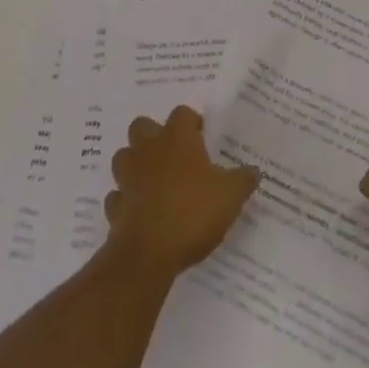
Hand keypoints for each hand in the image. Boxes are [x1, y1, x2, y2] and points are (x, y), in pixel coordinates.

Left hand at [103, 106, 259, 279]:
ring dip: (135, 165)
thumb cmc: (192, 213)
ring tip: (154, 181)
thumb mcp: (230, 196)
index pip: (182, 114)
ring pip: (125, 157)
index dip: (191, 123)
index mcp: (177, 139)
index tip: (202, 137)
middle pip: (143, 126)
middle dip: (154, 136)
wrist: (148, 254)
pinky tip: (140, 212)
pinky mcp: (115, 206)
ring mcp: (128, 177)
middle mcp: (149, 149)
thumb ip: (243, 179)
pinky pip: (118, 196)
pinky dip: (126, 200)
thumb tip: (253, 170)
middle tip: (173, 155)